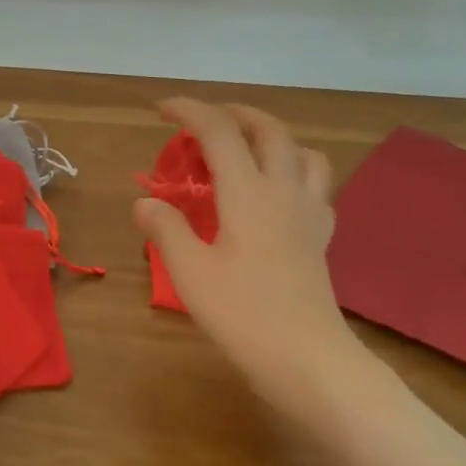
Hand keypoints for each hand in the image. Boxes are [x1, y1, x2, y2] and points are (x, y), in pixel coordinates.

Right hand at [134, 100, 369, 418]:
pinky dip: (295, 171)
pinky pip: (316, 185)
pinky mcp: (320, 236)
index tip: (161, 108)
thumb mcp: (190, 273)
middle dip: (233, 113)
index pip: (219, 132)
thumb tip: (145, 202)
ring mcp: (308, 212)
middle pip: (268, 129)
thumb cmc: (242, 314)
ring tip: (246, 148)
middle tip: (203, 120)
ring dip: (272, 136)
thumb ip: (165, 229)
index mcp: (248, 193)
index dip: (189, 111)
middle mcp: (283, 191)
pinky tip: (278, 192)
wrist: (306, 357)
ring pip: (301, 151)